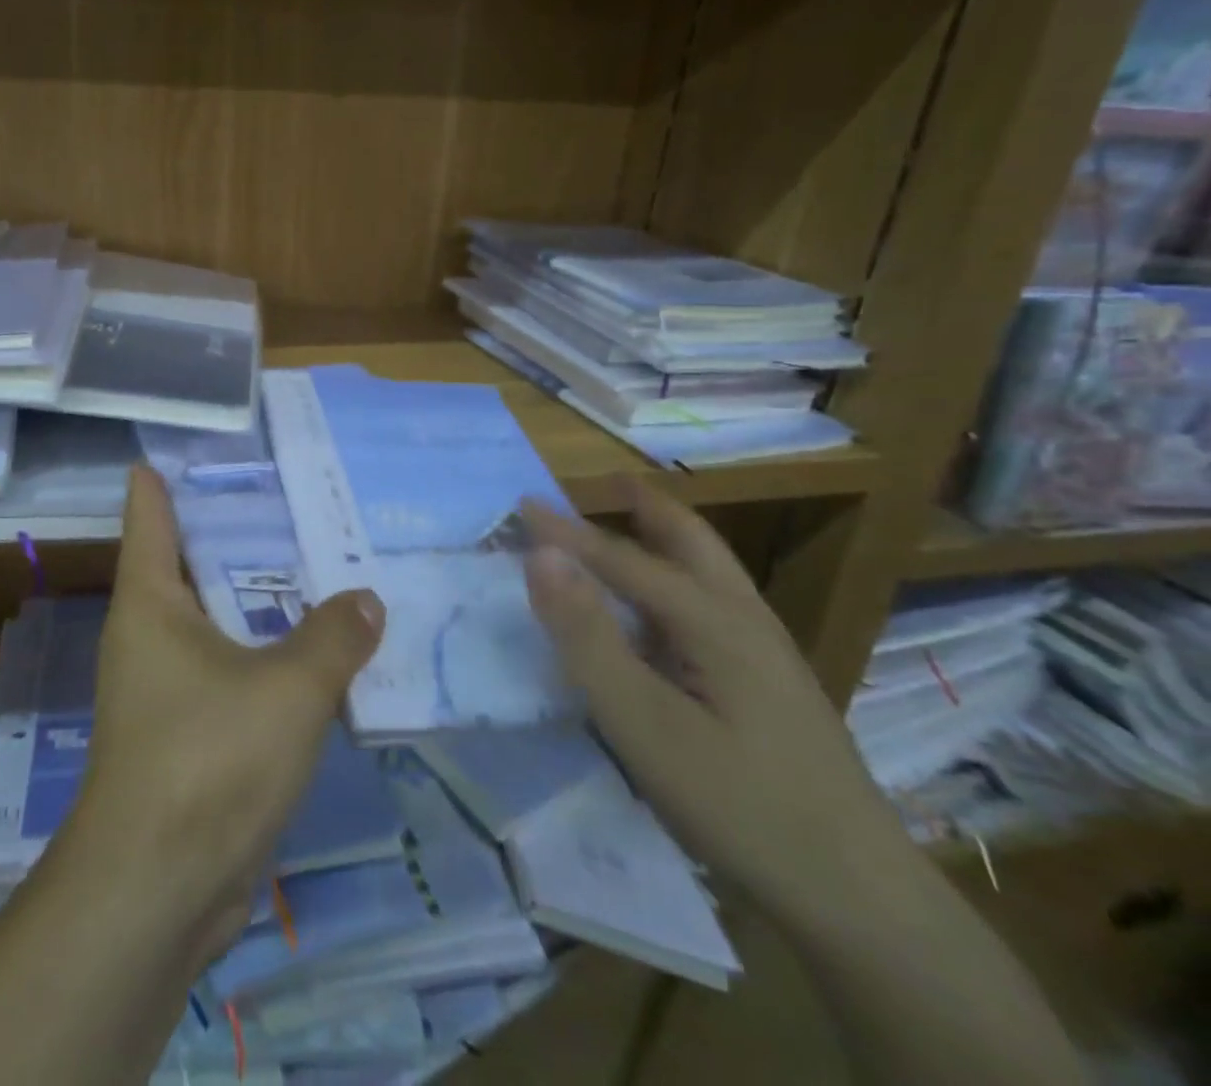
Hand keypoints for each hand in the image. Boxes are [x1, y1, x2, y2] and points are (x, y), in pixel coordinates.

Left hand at [59, 466, 384, 962]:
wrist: (157, 890)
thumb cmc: (209, 760)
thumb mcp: (289, 687)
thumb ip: (334, 636)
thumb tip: (365, 599)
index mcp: (151, 602)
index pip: (150, 513)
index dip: (165, 477)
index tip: (198, 445)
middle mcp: (147, 634)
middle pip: (189, 561)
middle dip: (235, 530)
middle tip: (291, 494)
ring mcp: (163, 687)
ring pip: (214, 618)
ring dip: (256, 597)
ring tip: (314, 562)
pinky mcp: (185, 732)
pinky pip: (228, 668)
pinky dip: (263, 651)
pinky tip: (311, 648)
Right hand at [521, 483, 914, 934]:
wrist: (859, 896)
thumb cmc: (738, 803)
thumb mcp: (643, 723)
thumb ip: (588, 636)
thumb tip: (542, 557)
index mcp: (714, 620)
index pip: (624, 558)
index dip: (568, 531)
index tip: (523, 503)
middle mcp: (745, 620)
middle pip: (691, 542)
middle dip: (644, 508)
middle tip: (603, 485)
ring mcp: (767, 652)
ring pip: (709, 571)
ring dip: (664, 539)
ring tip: (629, 526)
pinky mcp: (772, 684)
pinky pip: (713, 604)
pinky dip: (676, 578)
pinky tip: (662, 612)